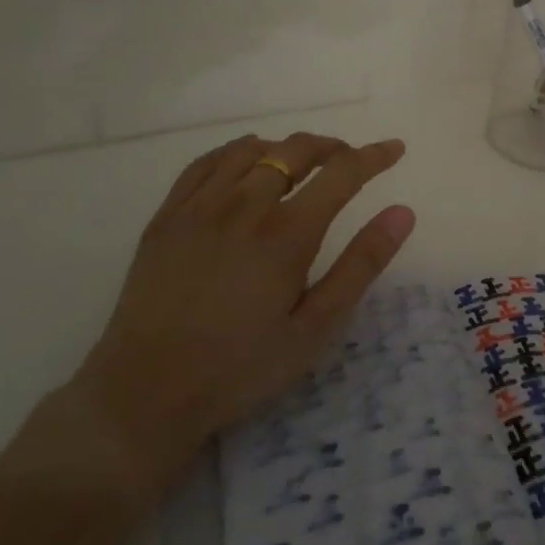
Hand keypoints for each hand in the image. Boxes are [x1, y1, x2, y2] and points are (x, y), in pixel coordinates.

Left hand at [67, 132, 413, 495]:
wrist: (142, 397)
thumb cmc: (239, 369)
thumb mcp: (314, 328)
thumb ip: (361, 265)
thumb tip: (403, 213)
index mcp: (287, 233)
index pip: (343, 172)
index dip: (374, 156)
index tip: (395, 149)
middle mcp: (245, 205)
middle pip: (296, 149)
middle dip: (332, 147)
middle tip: (349, 161)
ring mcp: (200, 207)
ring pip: (252, 149)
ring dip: (285, 148)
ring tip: (299, 166)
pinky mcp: (167, 216)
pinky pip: (206, 162)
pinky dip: (236, 153)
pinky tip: (244, 167)